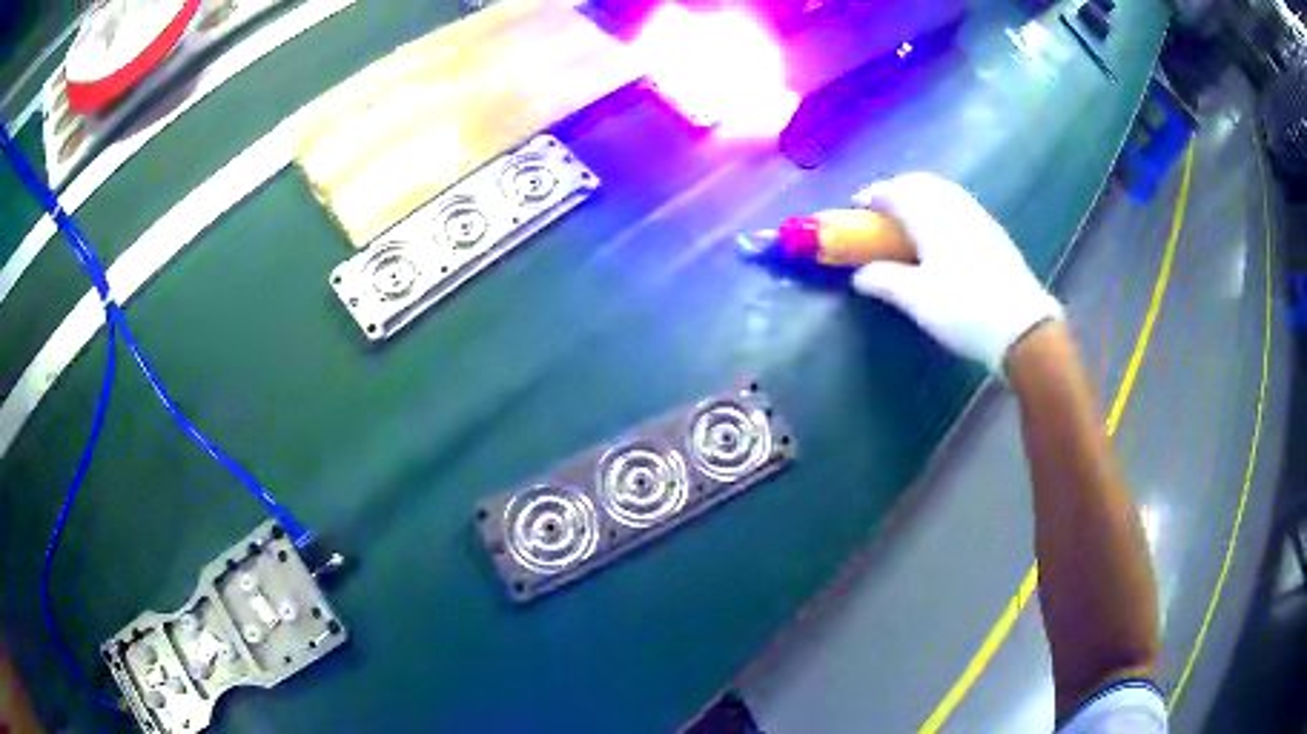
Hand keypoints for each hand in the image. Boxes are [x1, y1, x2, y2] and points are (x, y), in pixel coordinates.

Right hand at [850, 173, 1062, 373]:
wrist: (1022, 328)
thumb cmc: (964, 310)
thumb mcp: (916, 300)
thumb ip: (883, 281)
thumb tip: (859, 275)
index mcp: (932, 217)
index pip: (895, 191)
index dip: (873, 195)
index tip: (857, 206)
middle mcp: (955, 208)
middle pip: (921, 182)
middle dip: (897, 189)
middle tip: (882, 209)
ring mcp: (979, 218)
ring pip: (943, 191)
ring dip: (920, 194)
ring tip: (909, 217)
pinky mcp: (994, 233)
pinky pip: (959, 204)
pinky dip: (940, 206)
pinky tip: (941, 230)